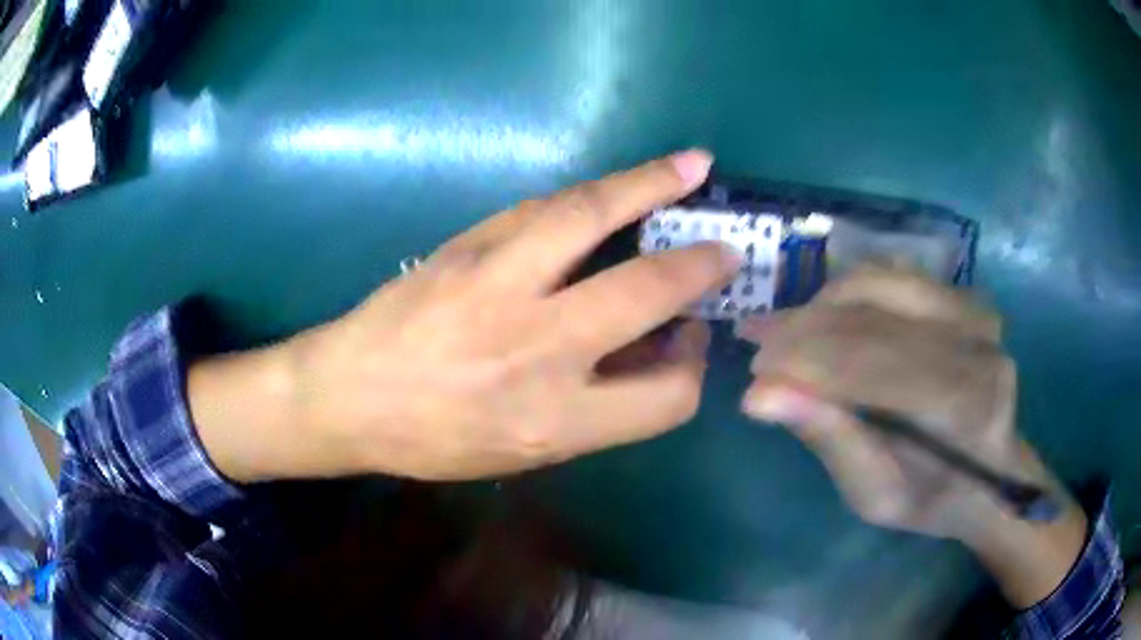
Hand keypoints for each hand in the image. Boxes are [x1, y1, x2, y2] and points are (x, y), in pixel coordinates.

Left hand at [190, 151, 739, 482]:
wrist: (346, 395)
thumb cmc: (432, 439)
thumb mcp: (520, 452)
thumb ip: (595, 408)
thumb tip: (651, 352)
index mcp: (554, 420)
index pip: (669, 396)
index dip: (692, 370)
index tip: (688, 345)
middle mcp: (537, 348)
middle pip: (650, 291)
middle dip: (701, 266)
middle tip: (725, 249)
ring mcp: (499, 283)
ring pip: (593, 213)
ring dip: (652, 184)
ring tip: (690, 165)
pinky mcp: (467, 244)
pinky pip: (544, 206)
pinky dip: (591, 194)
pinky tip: (613, 189)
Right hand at [738, 266, 1087, 605]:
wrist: (993, 472)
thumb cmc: (934, 497)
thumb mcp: (877, 495)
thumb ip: (831, 439)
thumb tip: (759, 397)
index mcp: (964, 406)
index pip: (875, 364)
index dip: (809, 363)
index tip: (755, 373)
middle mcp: (975, 344)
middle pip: (874, 318)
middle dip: (805, 330)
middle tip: (757, 345)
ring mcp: (974, 311)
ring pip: (879, 285)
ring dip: (822, 305)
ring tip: (784, 329)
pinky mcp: (964, 296)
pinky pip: (894, 278)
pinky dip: (849, 293)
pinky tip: (824, 316)